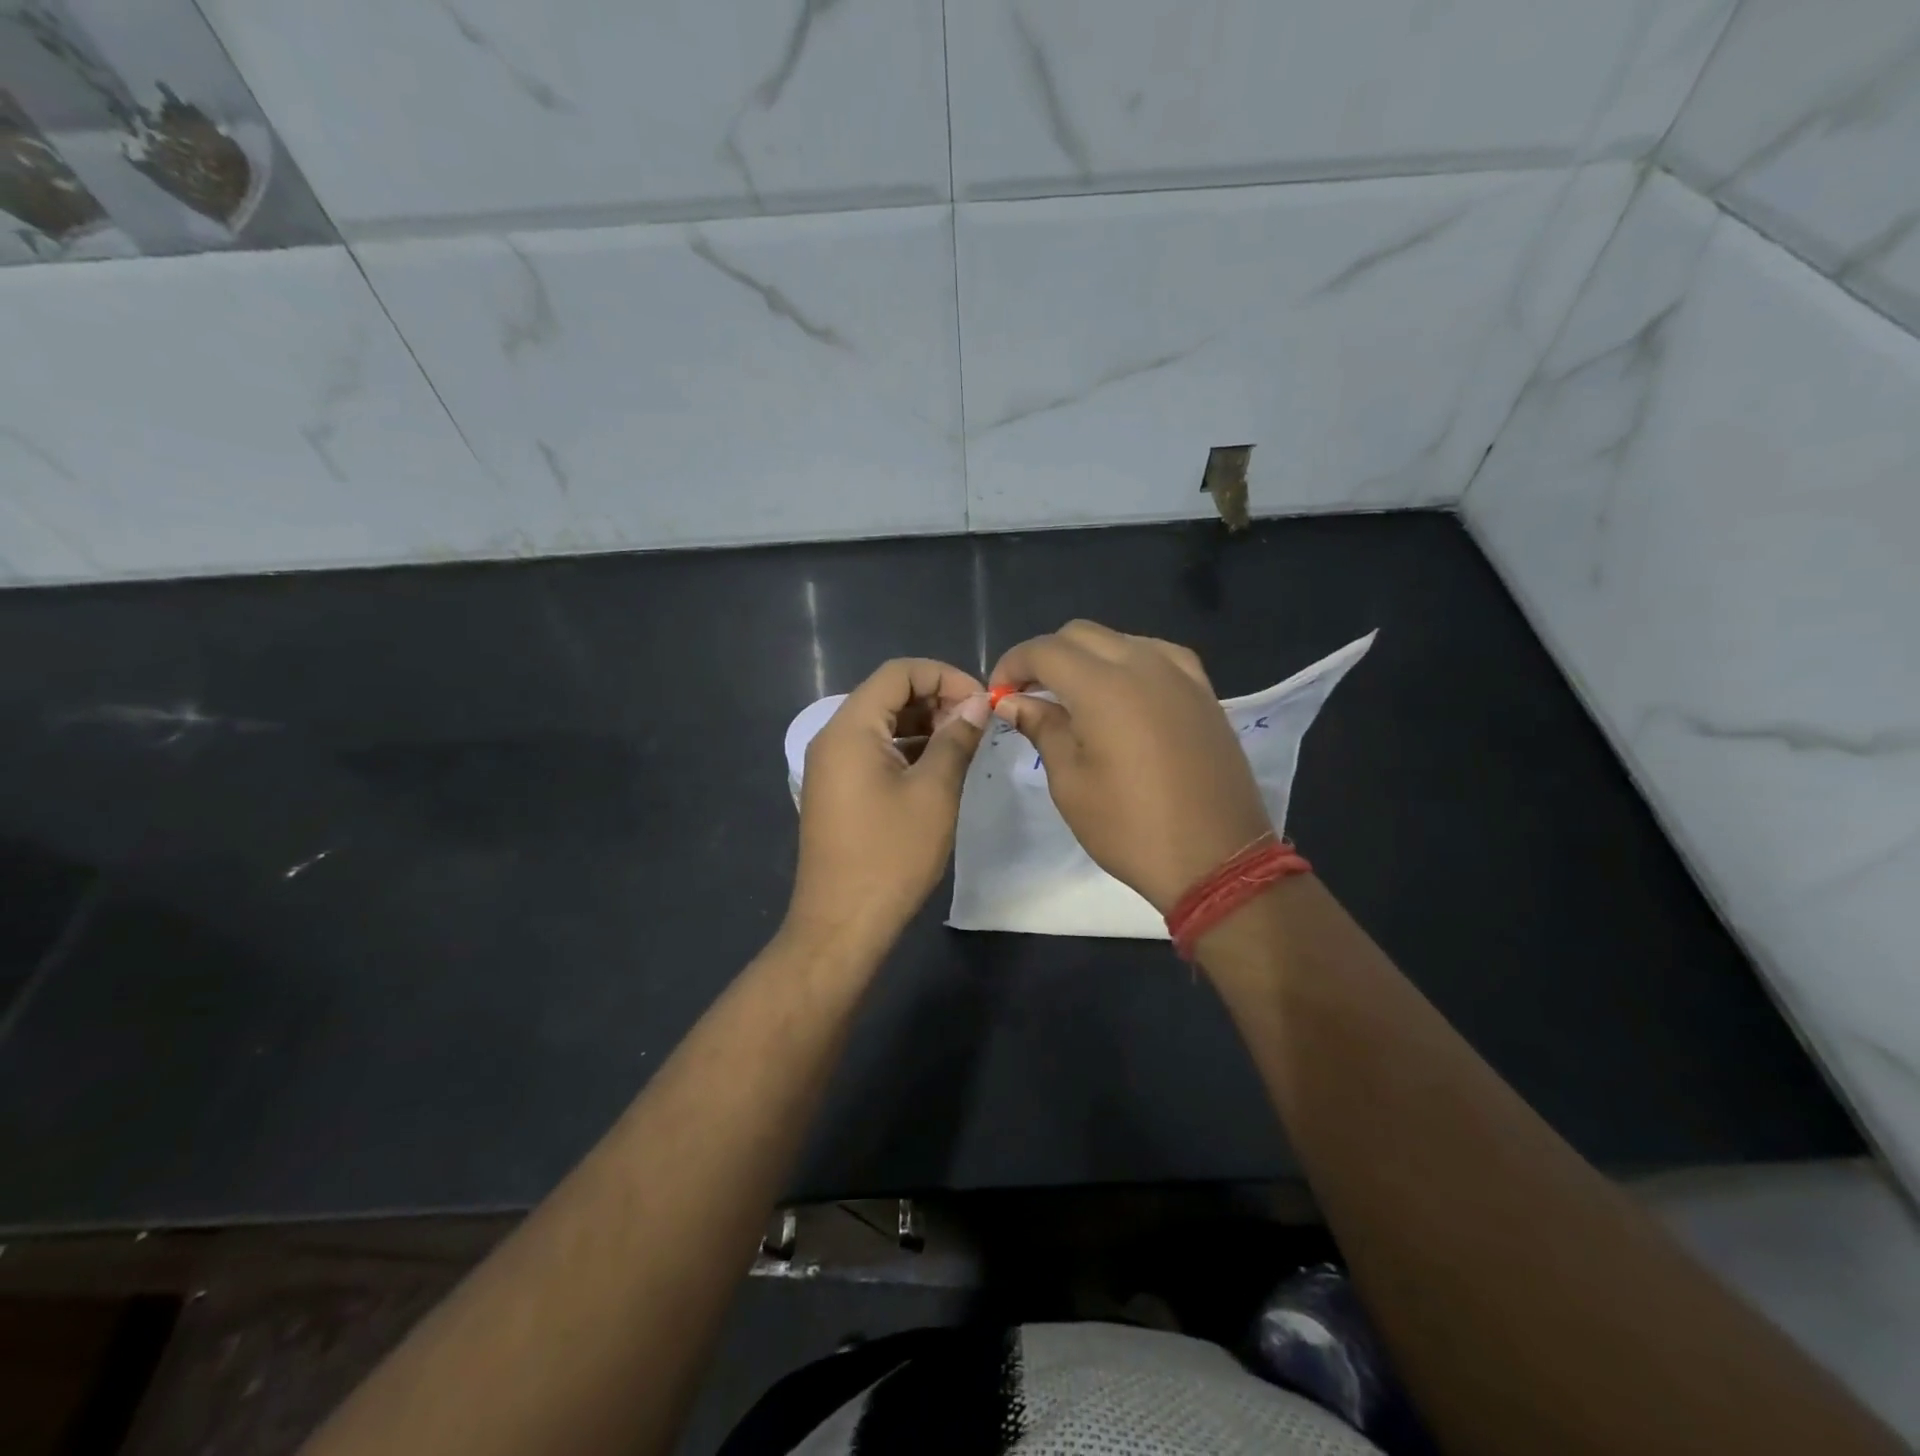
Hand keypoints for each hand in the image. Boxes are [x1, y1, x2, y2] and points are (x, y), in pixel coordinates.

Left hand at [787, 658, 989, 948]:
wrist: (842, 924)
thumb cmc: (891, 855)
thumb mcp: (934, 792)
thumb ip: (956, 739)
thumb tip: (977, 704)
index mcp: (850, 728)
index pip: (898, 673)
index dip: (944, 675)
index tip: (982, 701)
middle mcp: (833, 737)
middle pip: (887, 694)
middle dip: (936, 698)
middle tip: (977, 723)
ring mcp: (831, 766)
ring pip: (882, 723)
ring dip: (924, 724)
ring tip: (965, 744)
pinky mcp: (838, 790)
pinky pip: (874, 751)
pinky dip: (907, 749)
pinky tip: (939, 766)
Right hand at [990, 620, 1270, 912]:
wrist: (1216, 859)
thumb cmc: (1130, 827)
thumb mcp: (1071, 784)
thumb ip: (1042, 729)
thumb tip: (1013, 701)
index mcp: (1103, 686)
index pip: (1044, 650)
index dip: (1013, 664)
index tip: (999, 694)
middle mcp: (1143, 664)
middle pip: (1081, 635)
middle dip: (1046, 657)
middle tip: (1028, 694)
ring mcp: (1180, 675)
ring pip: (1119, 640)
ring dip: (1086, 657)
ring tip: (1072, 697)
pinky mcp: (1203, 692)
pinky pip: (1157, 656)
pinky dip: (1128, 663)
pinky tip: (1122, 694)